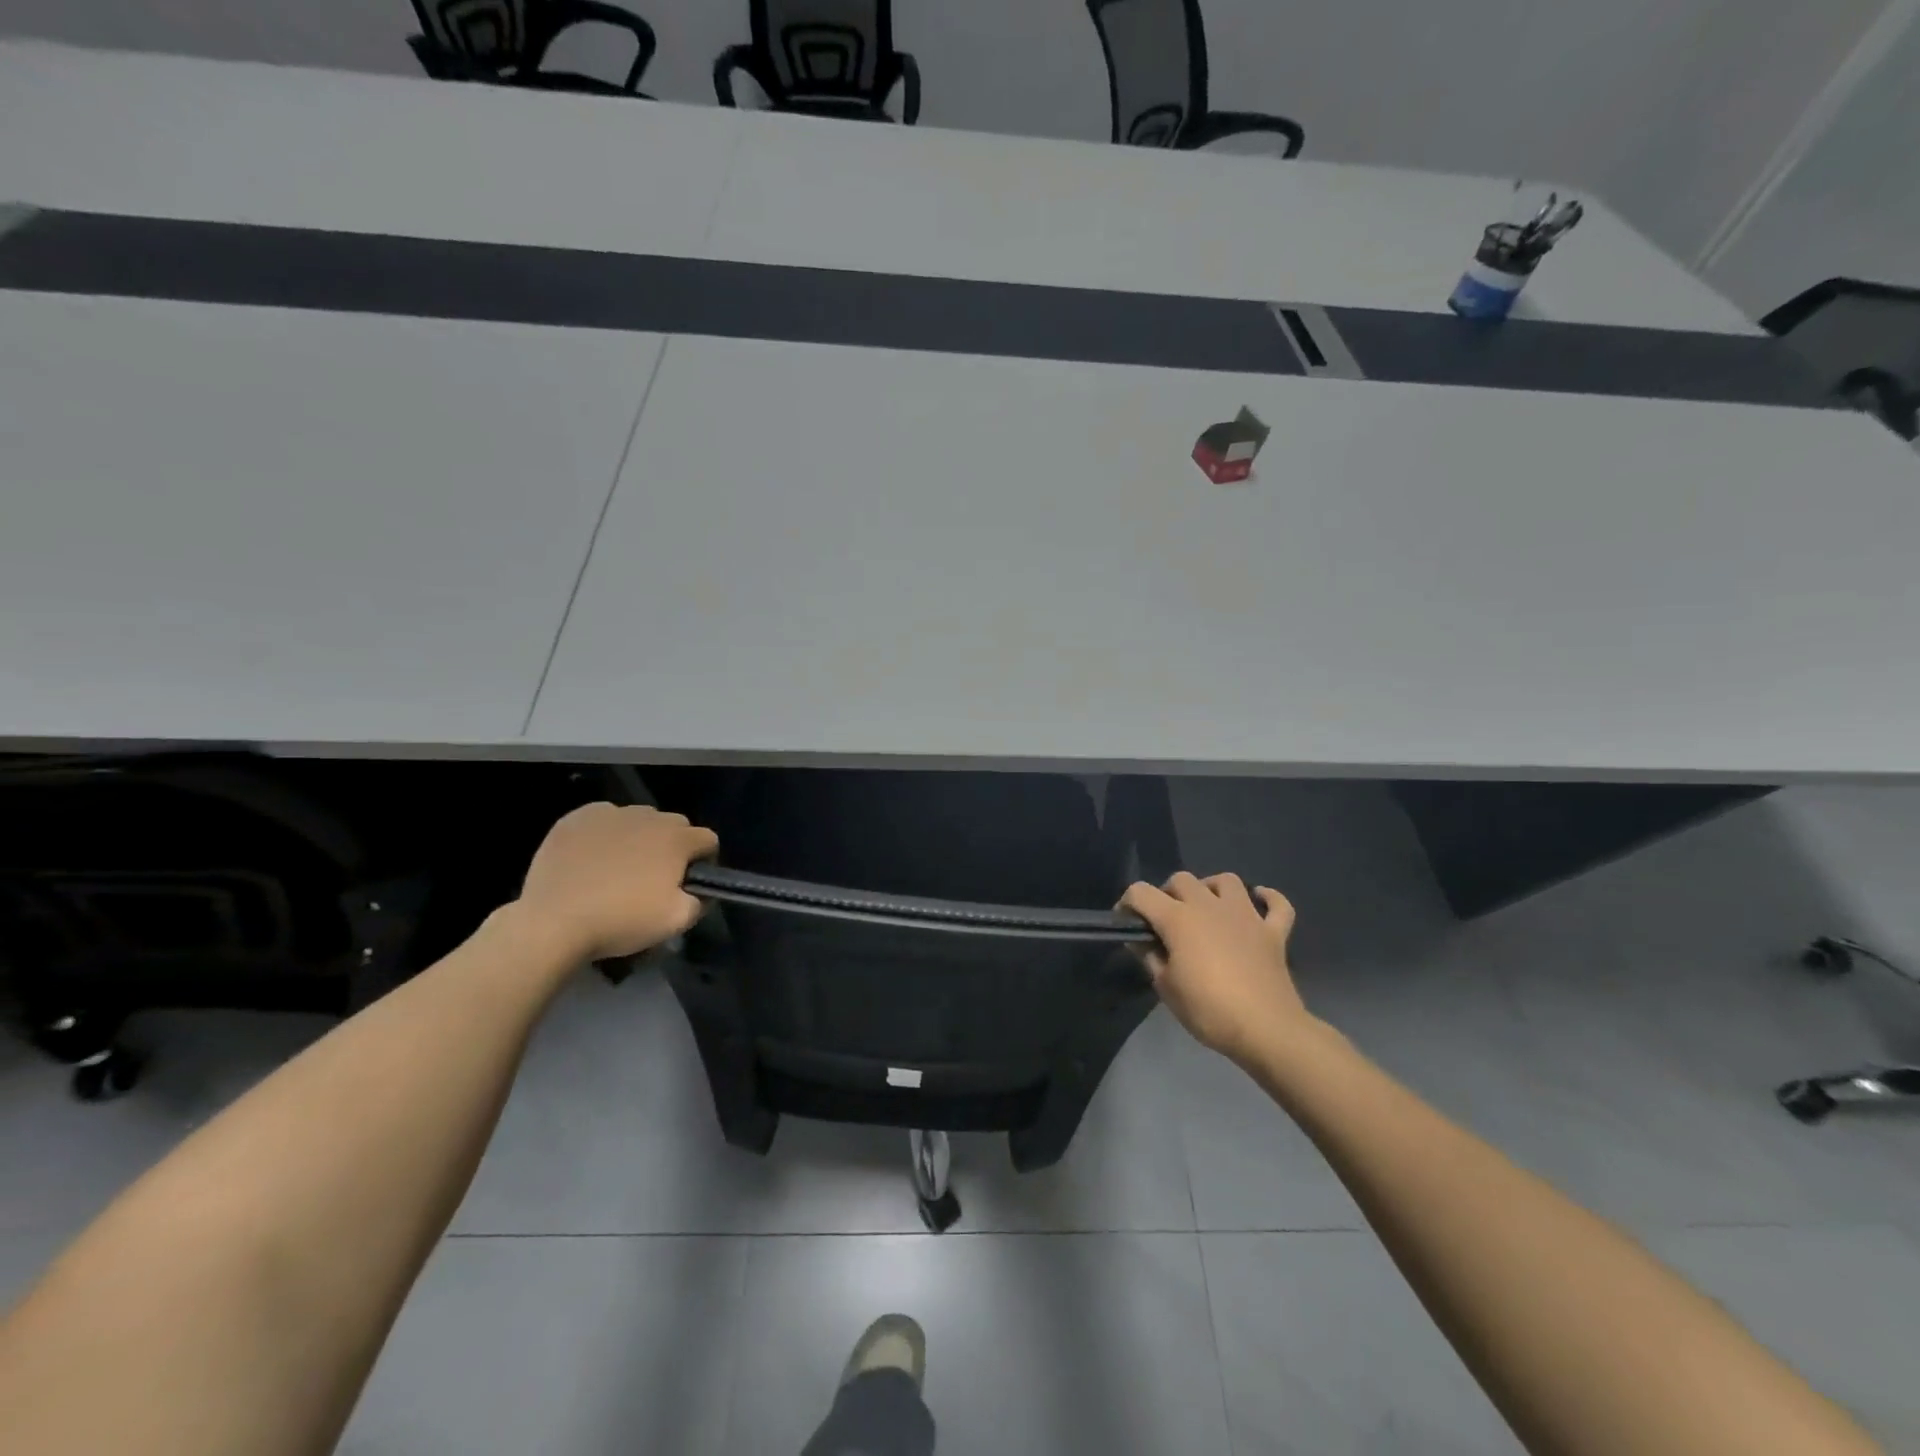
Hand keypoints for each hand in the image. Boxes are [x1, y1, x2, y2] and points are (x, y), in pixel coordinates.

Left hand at [516, 803, 718, 961]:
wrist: (554, 922)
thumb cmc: (621, 921)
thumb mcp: (676, 921)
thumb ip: (701, 901)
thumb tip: (700, 891)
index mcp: (677, 839)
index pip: (708, 840)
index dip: (704, 861)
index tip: (689, 883)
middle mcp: (649, 816)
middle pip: (675, 825)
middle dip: (673, 846)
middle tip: (655, 877)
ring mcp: (611, 813)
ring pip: (639, 819)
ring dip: (640, 837)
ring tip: (620, 867)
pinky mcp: (577, 817)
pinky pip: (604, 818)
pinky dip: (606, 832)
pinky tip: (593, 857)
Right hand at [1120, 872, 1309, 1065]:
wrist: (1265, 1029)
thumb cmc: (1208, 1009)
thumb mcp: (1165, 987)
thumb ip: (1149, 956)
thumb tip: (1140, 939)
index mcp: (1178, 918)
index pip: (1141, 893)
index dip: (1127, 904)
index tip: (1125, 924)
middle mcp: (1210, 906)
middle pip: (1182, 879)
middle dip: (1167, 894)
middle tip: (1165, 922)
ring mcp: (1246, 915)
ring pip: (1226, 880)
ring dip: (1211, 888)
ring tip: (1206, 908)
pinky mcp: (1273, 932)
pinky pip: (1277, 904)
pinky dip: (1268, 899)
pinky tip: (1258, 902)